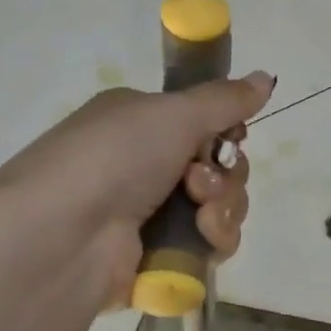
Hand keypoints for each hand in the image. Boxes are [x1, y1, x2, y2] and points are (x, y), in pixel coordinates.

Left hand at [0, 70, 274, 316]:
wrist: (62, 237)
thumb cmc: (113, 159)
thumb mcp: (173, 113)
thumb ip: (225, 99)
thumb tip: (267, 76)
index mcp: (143, 122)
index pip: (206, 123)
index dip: (227, 133)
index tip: (229, 138)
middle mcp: (146, 164)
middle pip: (221, 167)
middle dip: (226, 174)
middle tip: (197, 182)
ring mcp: (152, 212)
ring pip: (223, 206)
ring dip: (223, 207)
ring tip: (199, 215)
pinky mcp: (161, 254)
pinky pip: (212, 242)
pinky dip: (215, 239)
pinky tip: (201, 238)